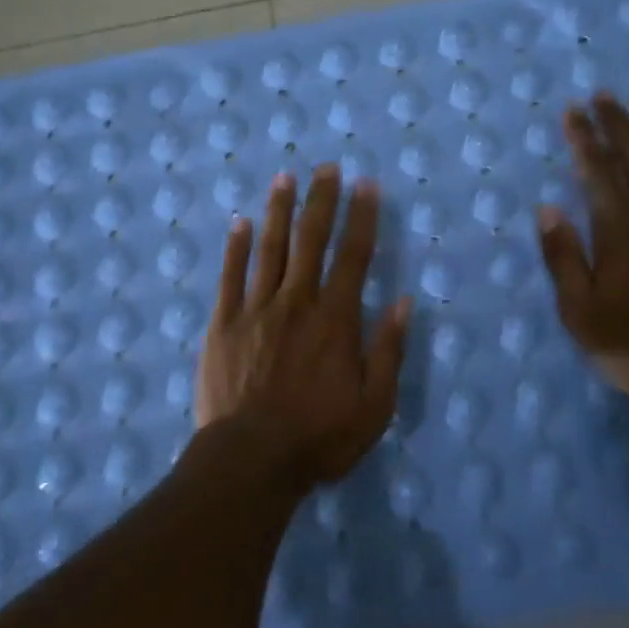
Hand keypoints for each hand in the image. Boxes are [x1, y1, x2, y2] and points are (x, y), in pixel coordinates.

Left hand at [196, 165, 411, 487]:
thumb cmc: (318, 438)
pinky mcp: (223, 324)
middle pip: (310, 241)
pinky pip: (230, 276)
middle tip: (325, 167)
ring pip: (269, 249)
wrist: (250, 460)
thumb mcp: (374, 406)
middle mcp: (296, 302)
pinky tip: (239, 222)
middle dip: (321, 201)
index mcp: (335, 320)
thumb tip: (405, 302)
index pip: (354, 256)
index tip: (366, 184)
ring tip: (285, 178)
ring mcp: (255, 310)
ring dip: (278, 211)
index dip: (362, 217)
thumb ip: (388, 351)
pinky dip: (236, 247)